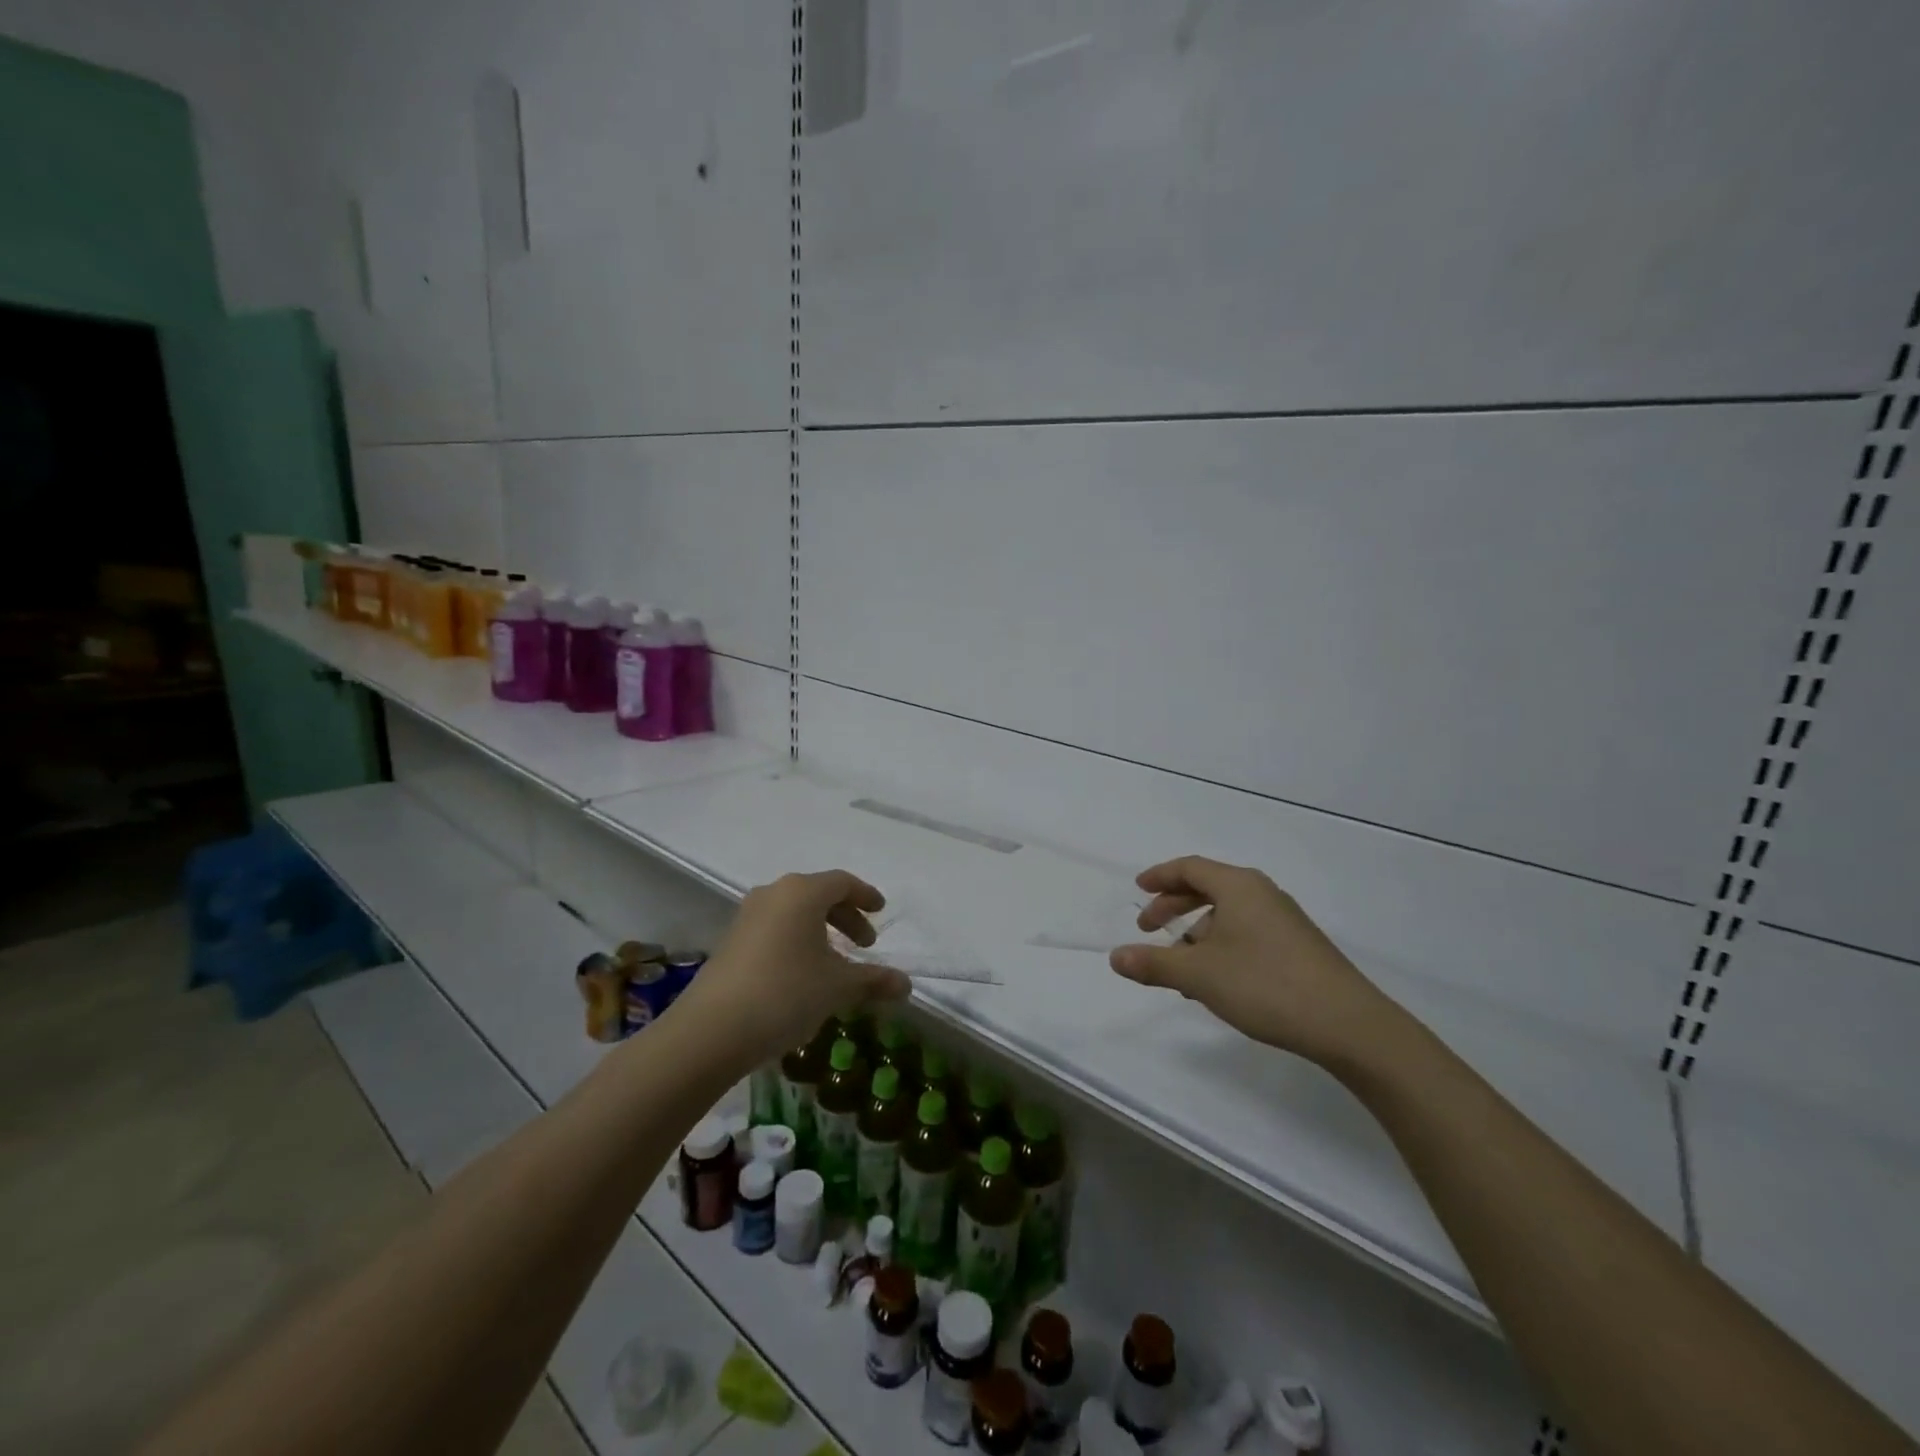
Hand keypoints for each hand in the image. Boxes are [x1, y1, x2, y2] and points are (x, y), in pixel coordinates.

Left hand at [671, 870, 910, 1067]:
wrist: (711, 1030)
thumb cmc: (785, 993)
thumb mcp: (837, 987)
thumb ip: (873, 980)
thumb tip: (906, 984)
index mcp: (802, 892)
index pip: (843, 882)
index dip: (866, 896)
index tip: (881, 912)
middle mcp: (773, 894)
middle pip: (818, 895)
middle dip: (846, 917)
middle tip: (865, 944)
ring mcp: (747, 916)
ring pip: (795, 913)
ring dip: (820, 931)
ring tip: (835, 963)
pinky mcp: (731, 941)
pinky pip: (775, 929)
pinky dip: (797, 941)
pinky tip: (803, 975)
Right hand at [1109, 856, 1403, 1070]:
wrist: (1348, 1025)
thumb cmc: (1265, 985)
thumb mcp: (1199, 975)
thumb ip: (1153, 964)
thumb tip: (1115, 957)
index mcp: (1238, 886)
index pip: (1190, 867)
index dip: (1159, 876)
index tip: (1138, 889)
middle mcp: (1262, 894)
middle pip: (1208, 888)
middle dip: (1173, 906)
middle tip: (1148, 928)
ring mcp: (1284, 921)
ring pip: (1228, 915)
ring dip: (1196, 934)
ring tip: (1179, 968)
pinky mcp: (1297, 948)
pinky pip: (1246, 933)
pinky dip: (1221, 947)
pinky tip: (1214, 982)